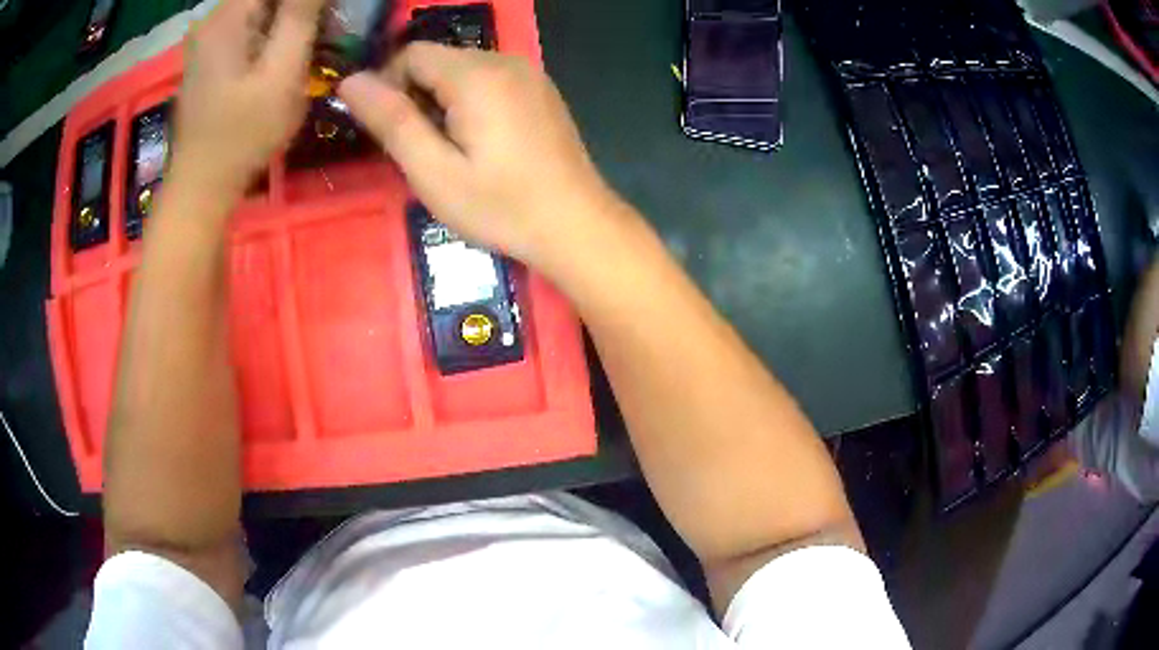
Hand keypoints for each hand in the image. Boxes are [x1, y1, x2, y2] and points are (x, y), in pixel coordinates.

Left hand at [170, 0, 325, 199]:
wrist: (200, 186)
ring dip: (288, 19)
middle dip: (300, 9)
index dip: (309, 1)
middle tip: (323, 33)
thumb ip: (301, 14)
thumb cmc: (243, 135)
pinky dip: (271, 32)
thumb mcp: (282, 73)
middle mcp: (212, 18)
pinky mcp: (207, 55)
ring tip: (306, 47)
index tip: (328, 18)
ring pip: (259, 8)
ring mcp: (206, 37)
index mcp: (227, 16)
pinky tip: (281, 57)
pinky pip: (247, 25)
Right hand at [337, 43, 623, 267]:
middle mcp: (505, 61)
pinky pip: (489, 81)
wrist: (576, 225)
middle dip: (416, 96)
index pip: (410, 54)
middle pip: (437, 59)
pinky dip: (470, 102)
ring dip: (442, 101)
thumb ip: (391, 121)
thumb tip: (350, 81)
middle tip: (421, 149)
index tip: (391, 132)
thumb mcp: (433, 171)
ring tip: (451, 151)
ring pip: (462, 70)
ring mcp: (529, 74)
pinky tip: (481, 144)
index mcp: (476, 74)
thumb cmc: (501, 206)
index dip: (388, 87)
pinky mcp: (541, 91)